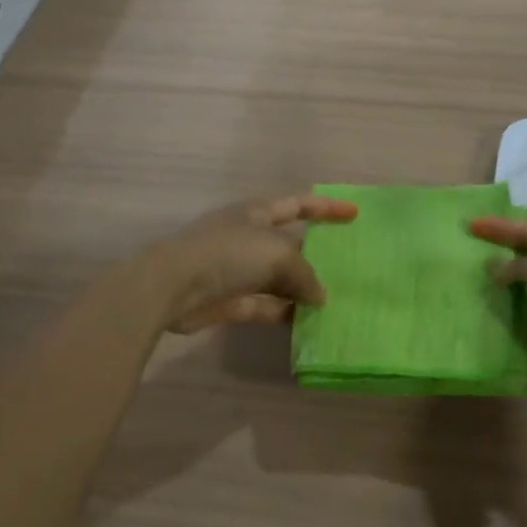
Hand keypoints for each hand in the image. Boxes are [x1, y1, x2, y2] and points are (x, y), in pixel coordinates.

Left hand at [148, 193, 358, 333]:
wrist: (172, 286)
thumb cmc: (228, 254)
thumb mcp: (278, 256)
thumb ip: (305, 275)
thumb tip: (319, 297)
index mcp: (257, 213)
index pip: (298, 204)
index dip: (327, 208)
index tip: (354, 214)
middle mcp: (248, 237)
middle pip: (289, 243)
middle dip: (316, 254)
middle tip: (347, 266)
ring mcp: (236, 270)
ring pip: (278, 278)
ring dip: (301, 289)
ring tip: (333, 300)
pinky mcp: (229, 300)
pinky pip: (265, 304)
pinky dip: (284, 311)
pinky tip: (307, 322)